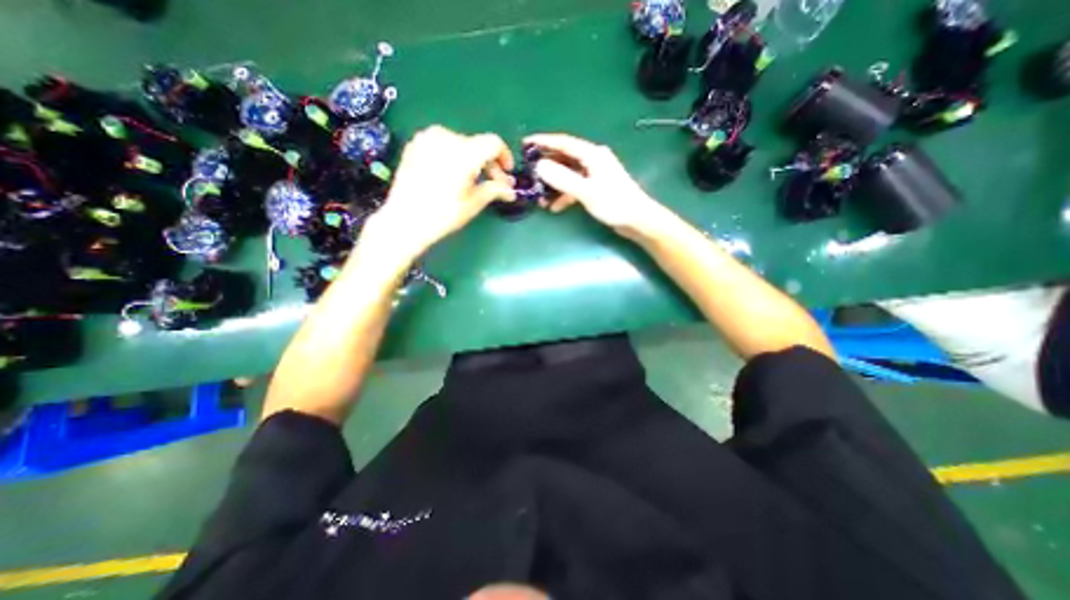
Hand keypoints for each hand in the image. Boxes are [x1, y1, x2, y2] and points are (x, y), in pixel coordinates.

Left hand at [366, 124, 515, 256]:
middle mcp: (446, 138)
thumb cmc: (443, 215)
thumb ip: (495, 189)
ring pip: (460, 144)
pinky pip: (442, 145)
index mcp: (464, 152)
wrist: (404, 220)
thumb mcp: (474, 203)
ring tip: (470, 180)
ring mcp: (427, 138)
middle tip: (492, 183)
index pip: (493, 143)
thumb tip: (509, 189)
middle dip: (488, 163)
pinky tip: (451, 175)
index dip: (505, 156)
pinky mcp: (414, 144)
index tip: (506, 172)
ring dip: (471, 159)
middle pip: (477, 144)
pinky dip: (452, 156)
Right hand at [524, 133, 666, 235]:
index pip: (563, 143)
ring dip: (554, 185)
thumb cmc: (614, 203)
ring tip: (539, 197)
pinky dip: (564, 195)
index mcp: (592, 155)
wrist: (637, 220)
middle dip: (546, 166)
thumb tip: (539, 166)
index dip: (543, 142)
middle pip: (564, 158)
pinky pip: (574, 187)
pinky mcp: (595, 188)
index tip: (524, 143)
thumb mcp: (586, 191)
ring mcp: (594, 174)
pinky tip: (555, 207)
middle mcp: (593, 160)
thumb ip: (563, 179)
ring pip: (568, 174)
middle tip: (528, 173)